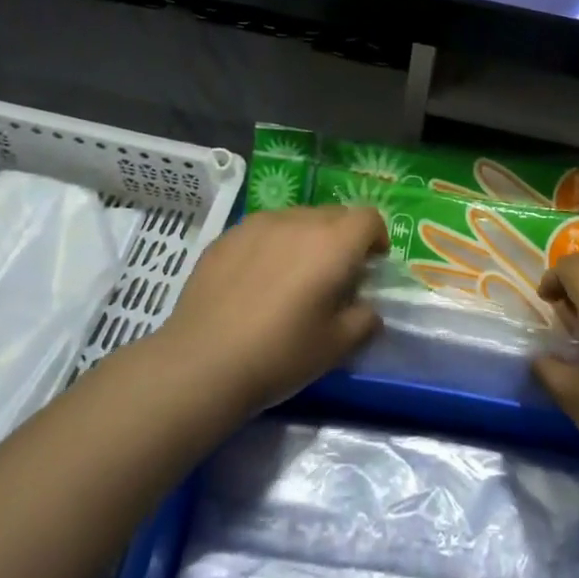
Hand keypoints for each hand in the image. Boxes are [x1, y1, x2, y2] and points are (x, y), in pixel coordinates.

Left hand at [157, 205, 386, 415]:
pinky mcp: (227, 235)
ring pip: (296, 218)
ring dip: (306, 239)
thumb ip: (364, 320)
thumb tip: (366, 309)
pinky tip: (255, 281)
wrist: (202, 363)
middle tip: (333, 275)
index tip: (370, 265)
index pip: (368, 217)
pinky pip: (263, 230)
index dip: (376, 237)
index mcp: (333, 243)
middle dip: (342, 238)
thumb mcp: (336, 346)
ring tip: (291, 276)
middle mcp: (298, 221)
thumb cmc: (280, 354)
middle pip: (333, 214)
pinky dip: (271, 245)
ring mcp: (258, 224)